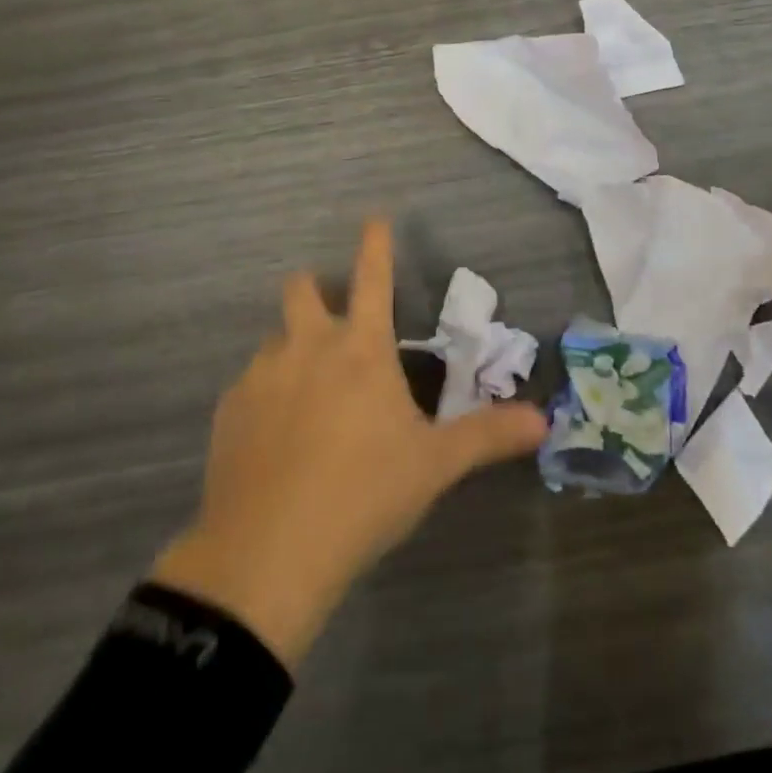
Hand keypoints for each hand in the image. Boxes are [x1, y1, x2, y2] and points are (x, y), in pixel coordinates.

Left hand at [151, 218, 547, 668]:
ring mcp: (262, 375)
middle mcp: (307, 347)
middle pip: (302, 288)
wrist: (266, 556)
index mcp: (360, 349)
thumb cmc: (362, 496)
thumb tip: (543, 421)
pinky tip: (275, 438)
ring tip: (308, 395)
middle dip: (316, 288)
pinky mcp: (228, 410)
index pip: (373, 277)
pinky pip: (250, 384)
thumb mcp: (433, 466)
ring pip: (275, 339)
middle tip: (333, 317)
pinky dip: (267, 394)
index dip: (376, 243)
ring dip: (293, 349)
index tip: (375, 216)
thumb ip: (487, 436)